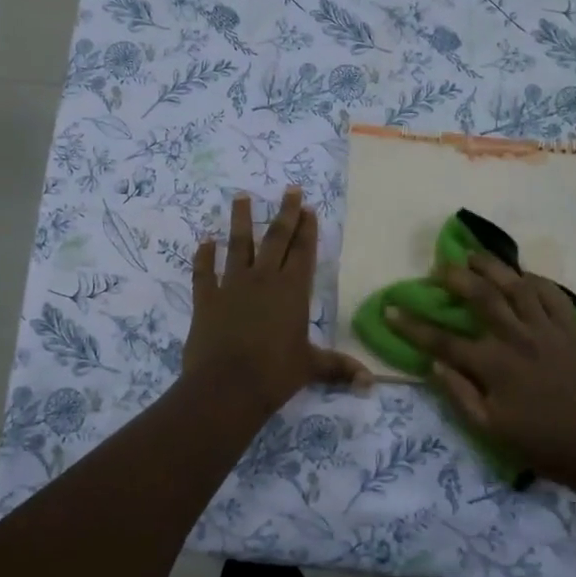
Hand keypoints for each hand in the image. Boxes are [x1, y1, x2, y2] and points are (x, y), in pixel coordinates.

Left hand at [183, 188, 370, 420]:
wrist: (227, 386)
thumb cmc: (275, 374)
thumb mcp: (311, 368)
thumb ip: (339, 368)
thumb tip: (372, 383)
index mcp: (292, 291)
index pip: (303, 252)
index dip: (307, 229)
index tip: (308, 206)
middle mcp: (263, 279)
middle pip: (276, 239)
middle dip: (285, 213)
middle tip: (289, 189)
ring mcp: (232, 286)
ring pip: (238, 245)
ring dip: (240, 220)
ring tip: (241, 196)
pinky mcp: (206, 299)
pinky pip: (204, 272)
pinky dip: (203, 256)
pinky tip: (205, 241)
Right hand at [387, 252, 575, 485]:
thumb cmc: (542, 443)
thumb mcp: (491, 430)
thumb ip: (460, 395)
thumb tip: (434, 366)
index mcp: (493, 366)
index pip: (442, 340)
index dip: (412, 325)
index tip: (390, 309)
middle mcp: (517, 339)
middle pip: (481, 297)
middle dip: (455, 278)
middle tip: (439, 268)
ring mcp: (548, 330)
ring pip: (517, 286)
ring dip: (493, 267)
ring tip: (475, 255)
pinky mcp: (572, 330)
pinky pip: (553, 295)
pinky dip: (537, 281)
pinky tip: (524, 275)